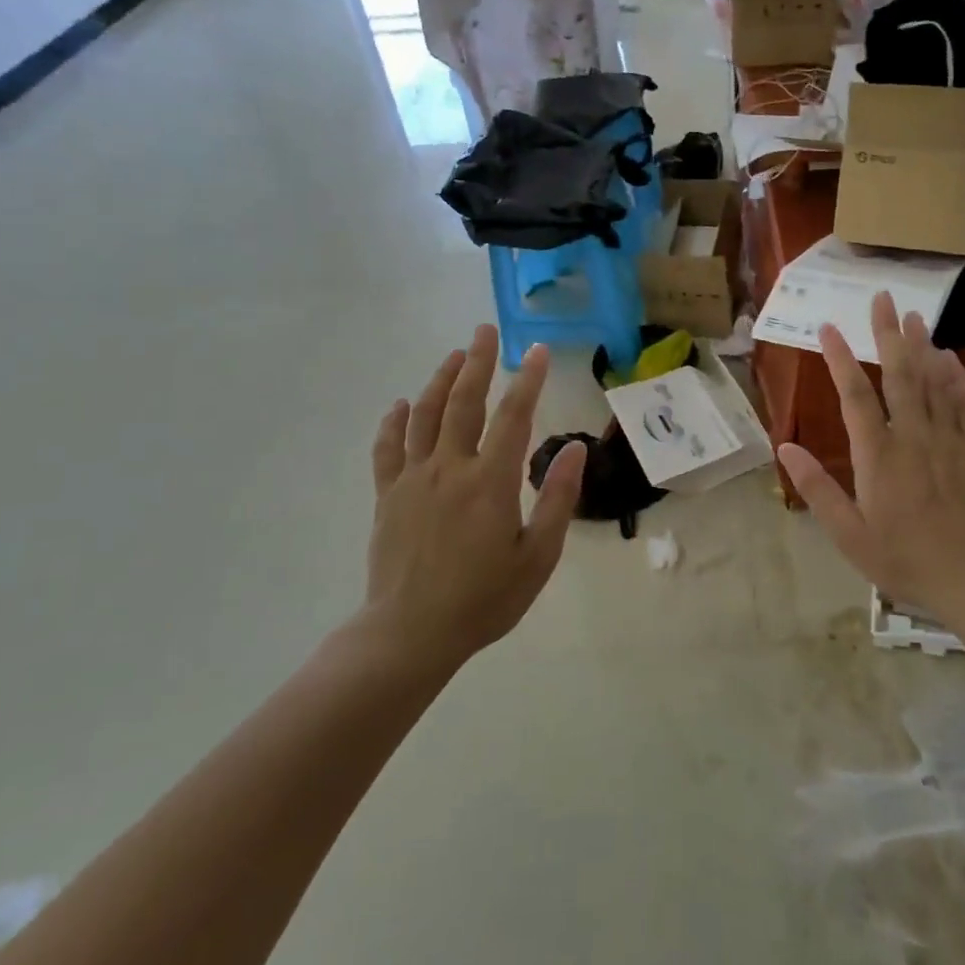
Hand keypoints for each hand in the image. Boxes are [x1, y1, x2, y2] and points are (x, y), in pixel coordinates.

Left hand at [362, 327, 586, 668]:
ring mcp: (413, 480)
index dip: (528, 381)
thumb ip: (557, 498)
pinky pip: (387, 449)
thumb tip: (576, 449)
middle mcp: (450, 468)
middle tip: (485, 331)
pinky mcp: (388, 496)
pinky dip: (394, 422)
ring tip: (454, 355)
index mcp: (490, 482)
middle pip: (464, 403)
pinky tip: (401, 405)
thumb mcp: (537, 556)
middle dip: (478, 363)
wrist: (411, 633)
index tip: (538, 351)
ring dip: (440, 381)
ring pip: (425, 416)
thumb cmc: (484, 599)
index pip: (513, 417)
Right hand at [777, 292, 964, 628]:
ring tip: (914, 314)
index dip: (841, 359)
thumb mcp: (849, 535)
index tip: (828, 328)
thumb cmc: (905, 560)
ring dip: (922, 346)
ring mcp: (946, 440)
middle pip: (899, 375)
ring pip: (932, 382)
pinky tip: (951, 357)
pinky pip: (963, 403)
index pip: (855, 396)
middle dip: (888, 334)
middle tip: (883, 298)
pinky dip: (955, 377)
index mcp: (878, 457)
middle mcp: (912, 437)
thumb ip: (817, 488)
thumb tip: (785, 446)